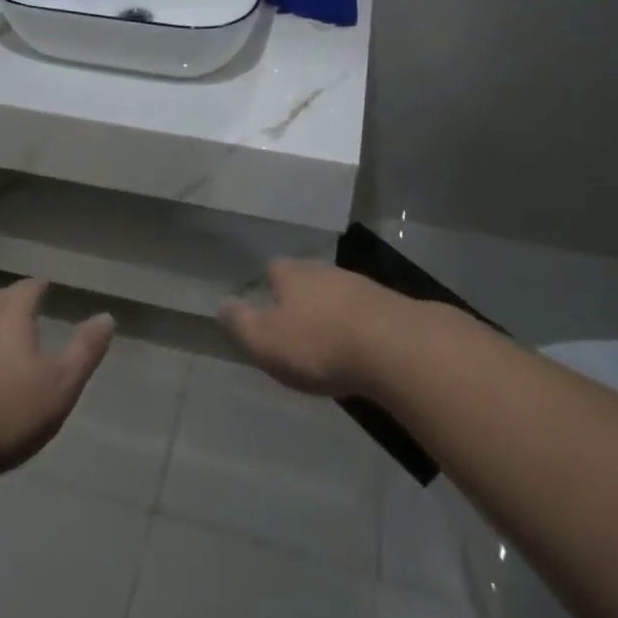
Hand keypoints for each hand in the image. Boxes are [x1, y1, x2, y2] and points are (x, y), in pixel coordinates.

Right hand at [219, 260, 398, 397]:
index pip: (273, 268)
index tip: (264, 307)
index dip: (266, 286)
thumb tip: (222, 304)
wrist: (395, 348)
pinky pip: (363, 313)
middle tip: (293, 328)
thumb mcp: (265, 341)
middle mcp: (325, 270)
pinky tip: (358, 349)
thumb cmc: (319, 344)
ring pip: (336, 294)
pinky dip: (357, 327)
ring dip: (330, 313)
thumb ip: (240, 323)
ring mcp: (361, 285)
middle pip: (306, 278)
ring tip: (326, 342)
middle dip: (299, 299)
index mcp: (292, 274)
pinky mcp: (390, 307)